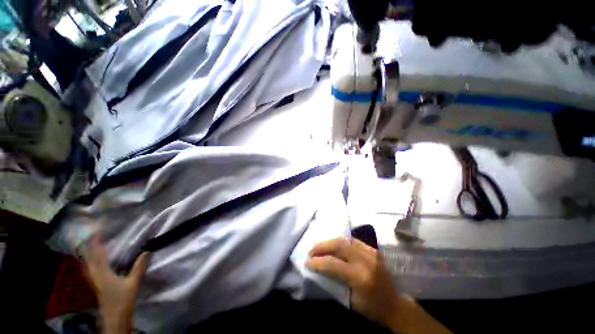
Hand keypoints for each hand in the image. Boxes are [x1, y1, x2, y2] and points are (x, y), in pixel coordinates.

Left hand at [82, 235, 149, 333]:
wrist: (115, 318)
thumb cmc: (123, 300)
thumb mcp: (133, 283)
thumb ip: (139, 267)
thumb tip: (147, 250)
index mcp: (102, 273)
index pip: (97, 254)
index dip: (96, 242)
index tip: (96, 230)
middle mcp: (95, 275)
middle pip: (88, 258)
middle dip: (89, 246)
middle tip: (92, 234)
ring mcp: (94, 281)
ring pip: (87, 264)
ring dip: (88, 253)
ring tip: (90, 245)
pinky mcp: (96, 285)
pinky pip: (90, 269)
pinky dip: (90, 262)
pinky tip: (93, 261)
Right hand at [306, 237, 451, 333]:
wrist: (395, 305)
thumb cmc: (372, 308)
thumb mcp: (351, 300)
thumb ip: (335, 281)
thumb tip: (320, 267)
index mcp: (360, 277)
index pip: (333, 264)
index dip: (317, 262)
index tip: (307, 262)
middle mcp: (366, 260)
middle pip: (339, 244)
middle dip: (322, 246)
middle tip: (311, 250)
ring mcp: (371, 252)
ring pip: (345, 239)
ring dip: (330, 241)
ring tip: (320, 246)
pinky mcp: (373, 249)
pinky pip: (353, 240)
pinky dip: (340, 241)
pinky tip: (334, 245)